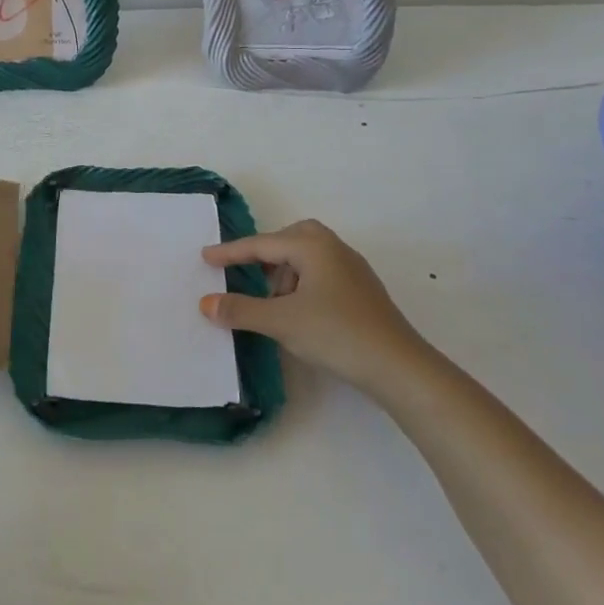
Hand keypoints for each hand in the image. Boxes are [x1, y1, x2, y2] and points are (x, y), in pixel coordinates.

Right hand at [200, 220, 436, 397]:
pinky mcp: (363, 291)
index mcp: (313, 247)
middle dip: (266, 252)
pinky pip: (323, 273)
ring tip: (274, 303)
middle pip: (292, 238)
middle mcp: (334, 249)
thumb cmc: (336, 334)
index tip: (205, 257)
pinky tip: (300, 312)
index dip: (231, 252)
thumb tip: (206, 303)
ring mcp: (353, 270)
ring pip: (309, 256)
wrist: (399, 366)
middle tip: (247, 271)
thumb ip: (240, 310)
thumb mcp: (281, 322)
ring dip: (286, 272)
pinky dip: (303, 283)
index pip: (262, 245)